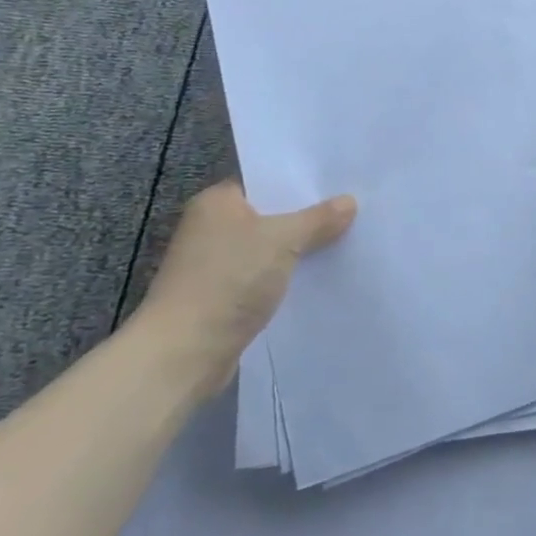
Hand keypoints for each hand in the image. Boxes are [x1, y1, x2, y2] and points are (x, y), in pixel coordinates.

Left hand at [131, 180, 356, 399]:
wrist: (183, 354)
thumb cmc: (228, 281)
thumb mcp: (283, 240)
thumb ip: (318, 219)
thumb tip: (350, 201)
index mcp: (216, 202)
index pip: (265, 181)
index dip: (301, 182)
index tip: (339, 182)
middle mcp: (211, 228)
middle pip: (270, 214)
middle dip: (307, 216)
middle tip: (353, 208)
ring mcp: (214, 265)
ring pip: (270, 248)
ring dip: (300, 249)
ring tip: (346, 239)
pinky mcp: (223, 297)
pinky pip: (265, 276)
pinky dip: (288, 276)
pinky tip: (320, 275)